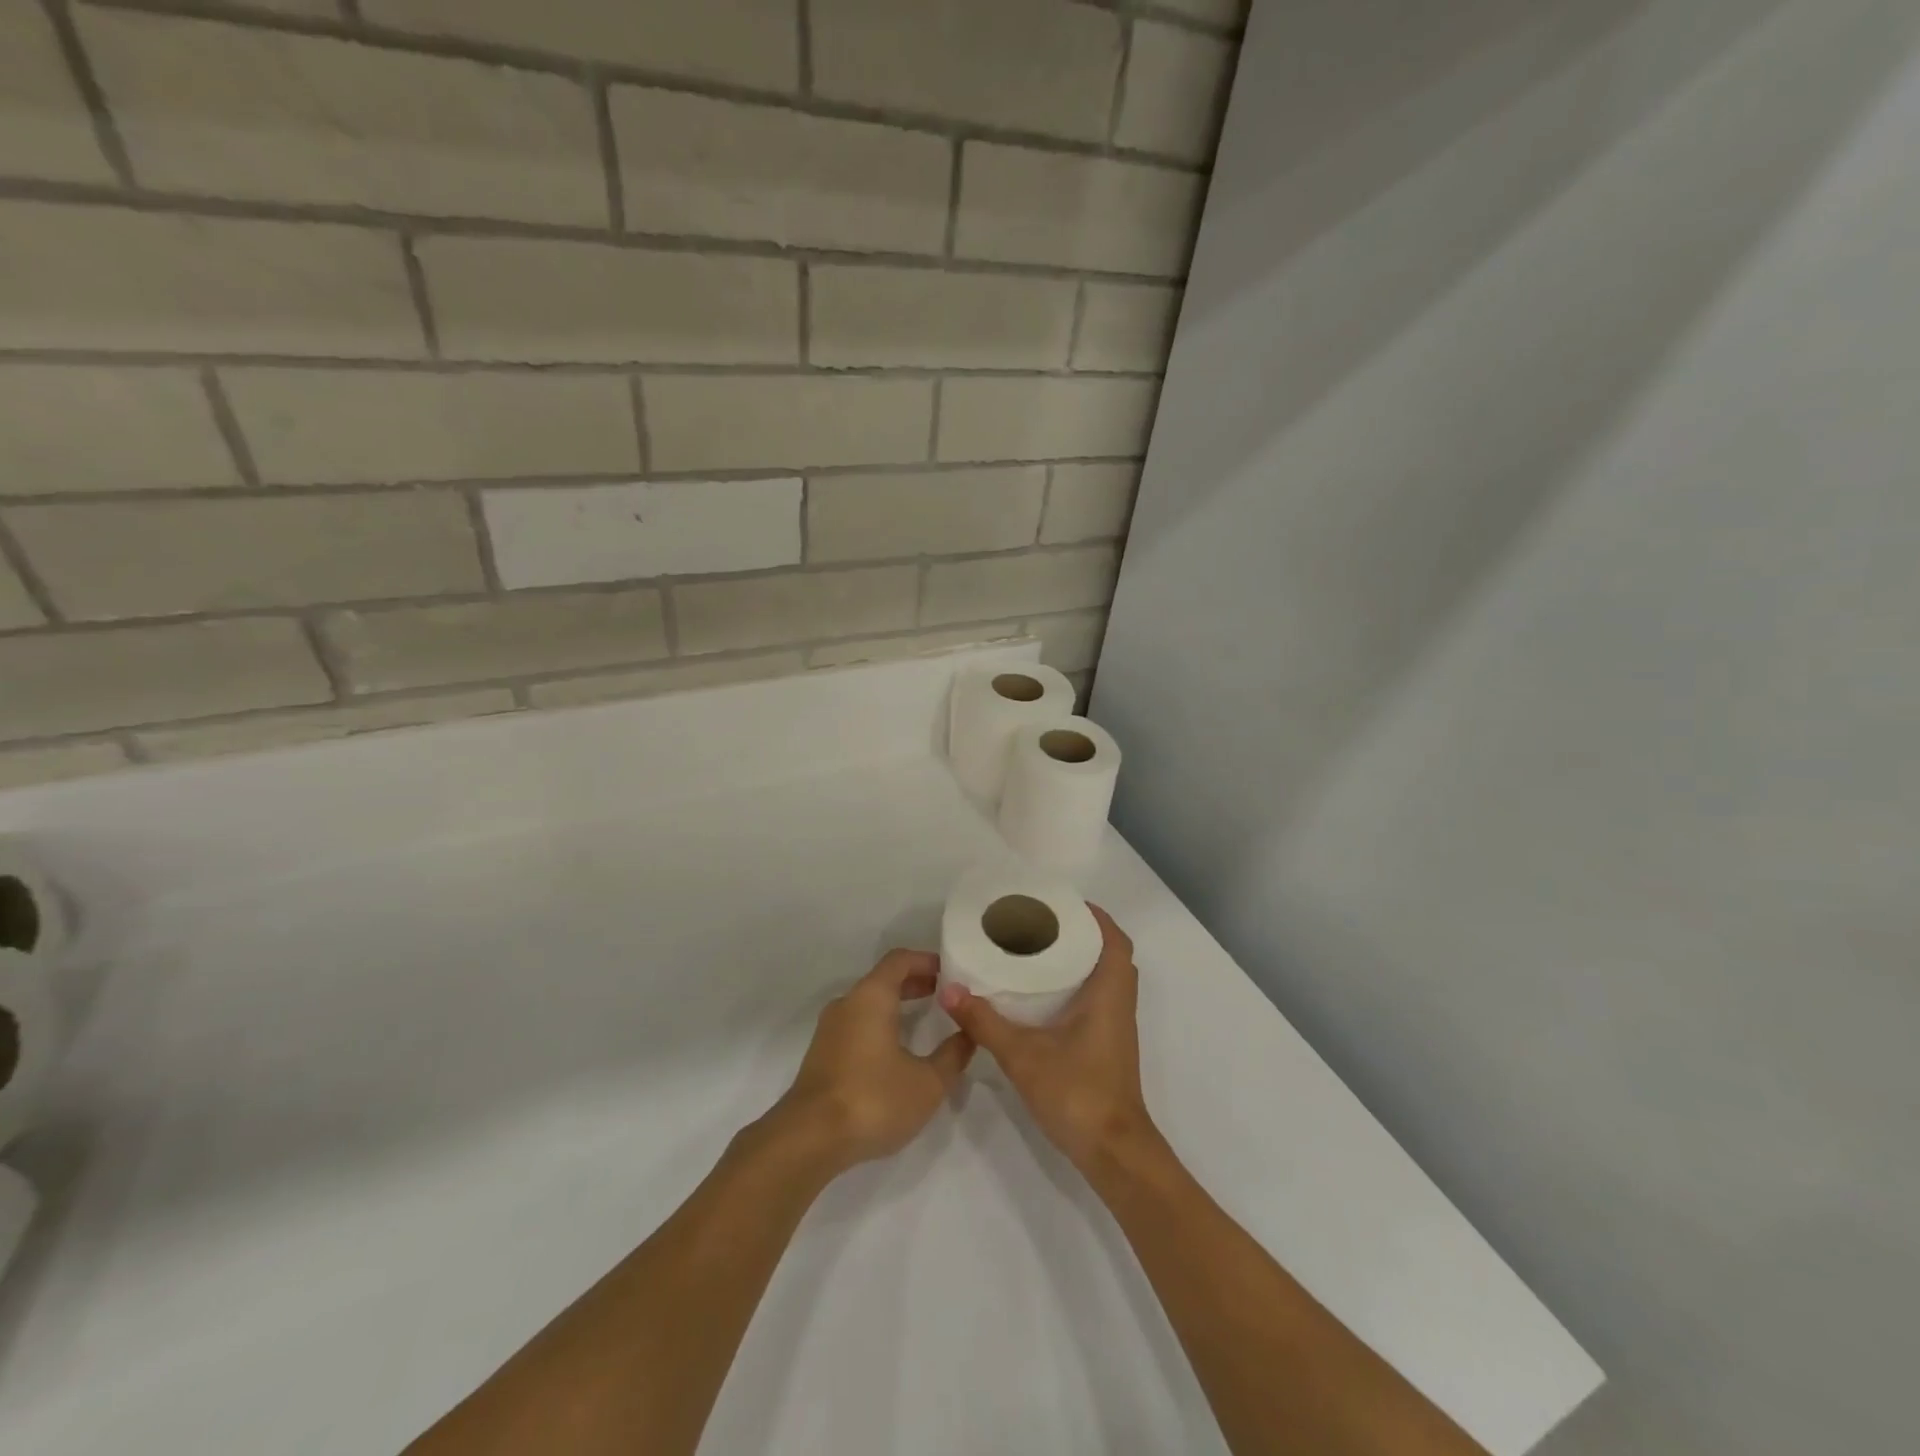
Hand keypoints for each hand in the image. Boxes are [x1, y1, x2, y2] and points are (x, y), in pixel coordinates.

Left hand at [769, 950, 974, 1174]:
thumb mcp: (927, 1082)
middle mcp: (847, 1003)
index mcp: (871, 996)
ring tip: (925, 1023)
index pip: (900, 960)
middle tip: (945, 997)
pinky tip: (896, 1053)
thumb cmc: (873, 1099)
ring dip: (896, 1007)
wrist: (809, 1139)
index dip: (927, 961)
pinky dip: (880, 1025)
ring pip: (868, 1004)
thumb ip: (952, 1055)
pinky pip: (857, 1025)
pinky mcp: (822, 1054)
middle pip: (884, 980)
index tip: (951, 973)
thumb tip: (968, 1035)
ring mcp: (830, 1029)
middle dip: (915, 984)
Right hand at [937, 905, 1155, 1172]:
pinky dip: (1078, 988)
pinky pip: (1099, 1001)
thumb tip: (950, 990)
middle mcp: (1119, 1005)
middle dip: (1083, 935)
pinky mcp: (1108, 1048)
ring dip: (1081, 962)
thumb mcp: (1022, 1055)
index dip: (1096, 917)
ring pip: (1106, 980)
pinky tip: (1043, 998)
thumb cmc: (1077, 1093)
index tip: (1062, 905)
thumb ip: (985, 1022)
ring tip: (1039, 952)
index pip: (1115, 941)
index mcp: (1109, 995)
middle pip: (1111, 956)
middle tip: (1043, 926)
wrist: (1112, 1152)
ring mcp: (1116, 1029)